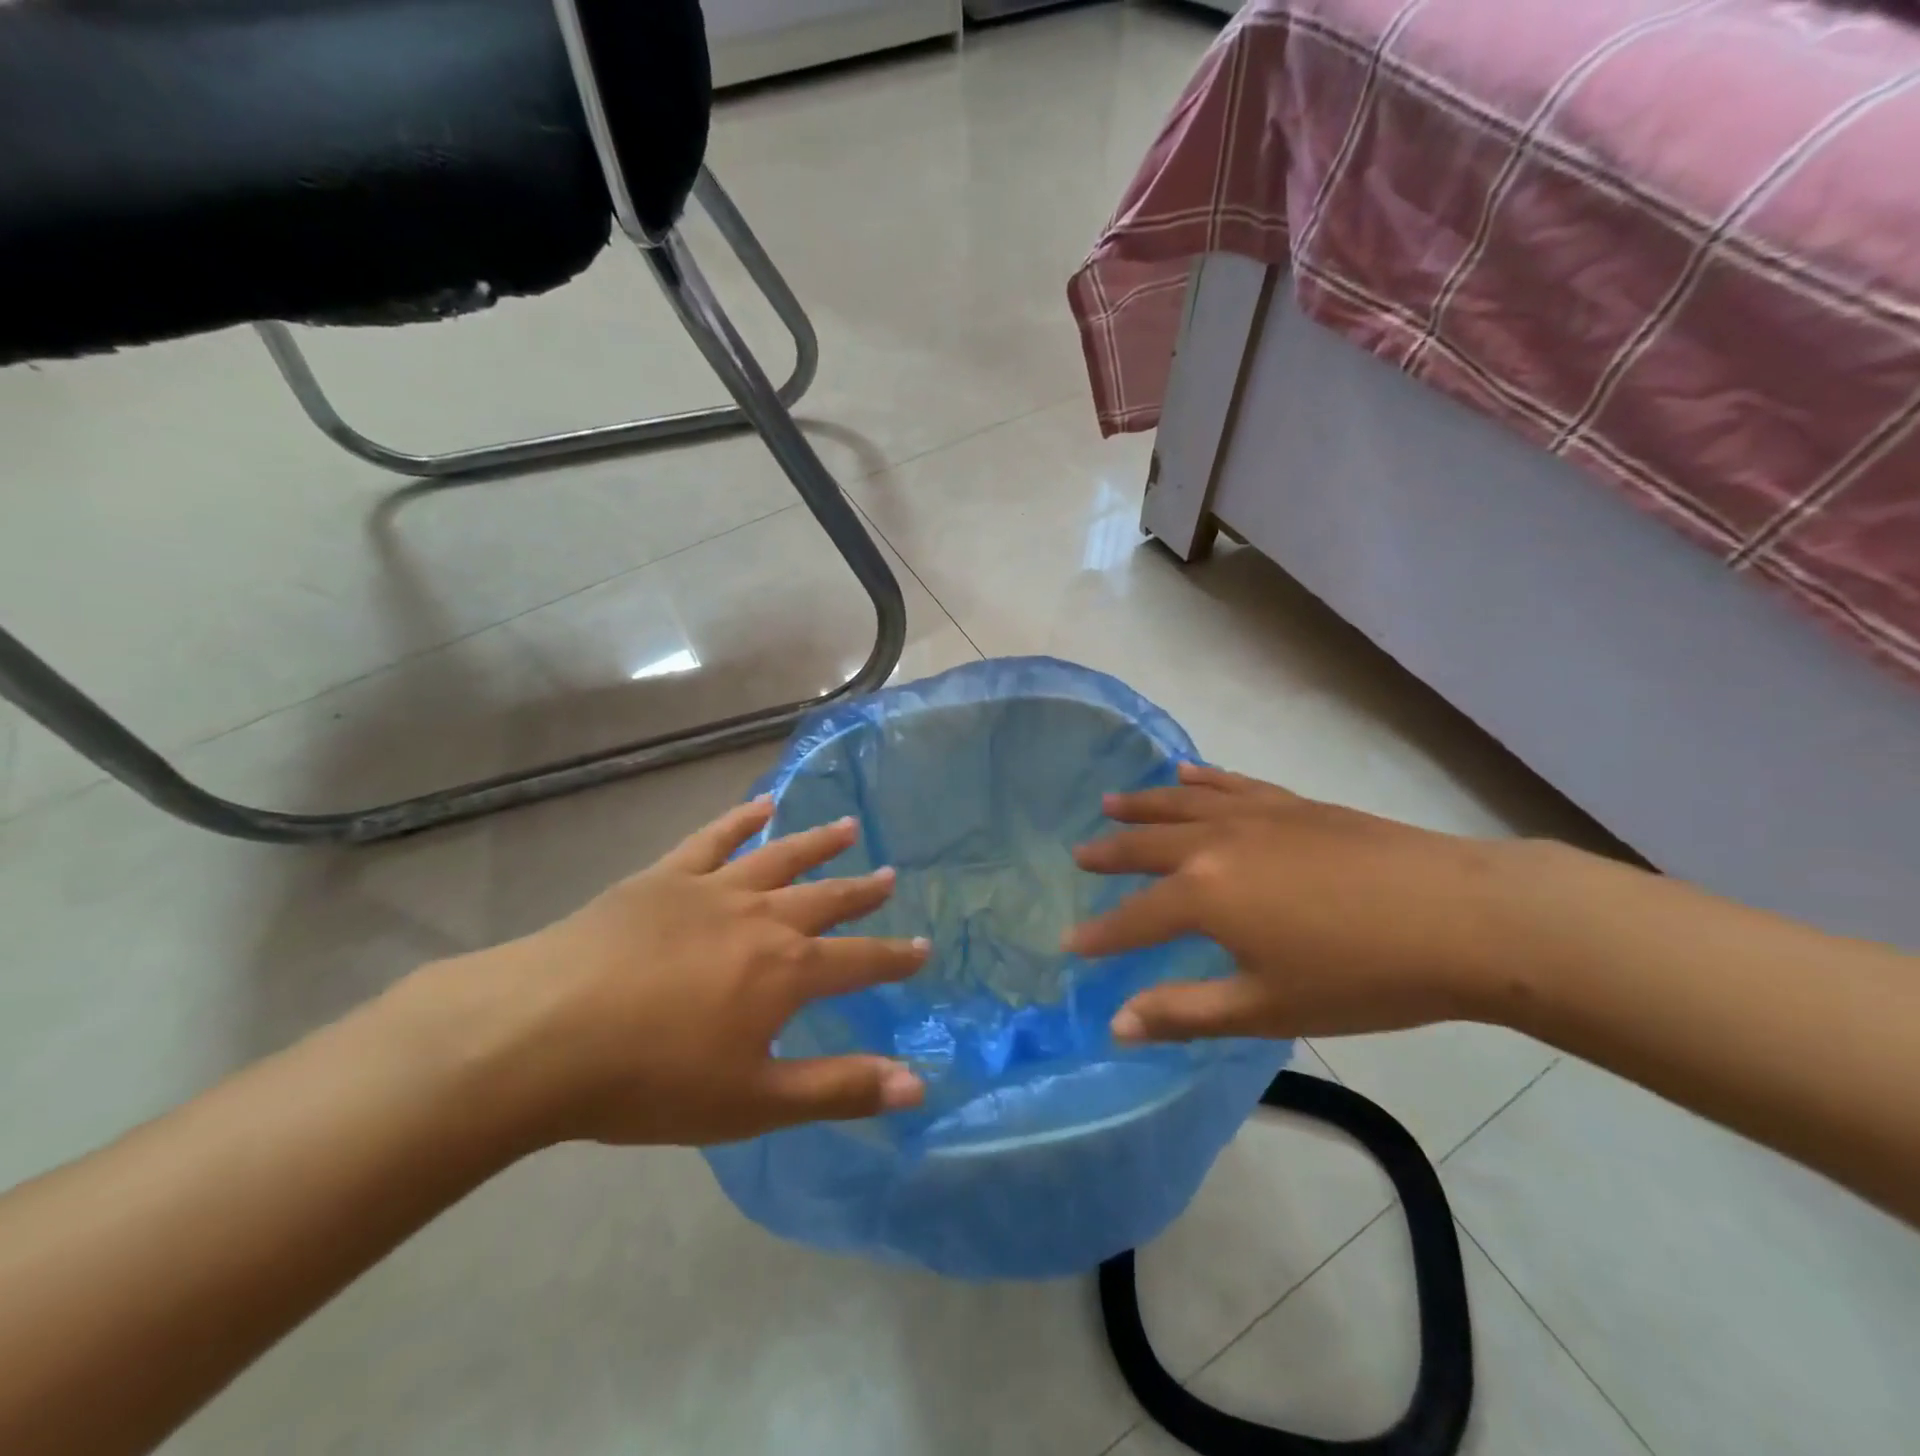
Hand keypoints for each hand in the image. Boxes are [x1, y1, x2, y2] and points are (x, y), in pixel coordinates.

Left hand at [442, 799, 929, 1147]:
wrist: (541, 1034)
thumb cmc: (650, 1079)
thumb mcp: (753, 1102)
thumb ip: (838, 1090)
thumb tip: (917, 1086)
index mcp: (786, 971)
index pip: (860, 962)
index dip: (895, 958)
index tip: (923, 948)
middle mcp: (761, 918)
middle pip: (825, 899)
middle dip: (861, 892)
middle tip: (889, 876)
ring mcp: (711, 890)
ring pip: (779, 858)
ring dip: (817, 844)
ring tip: (847, 826)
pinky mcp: (663, 878)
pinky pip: (712, 839)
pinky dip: (740, 820)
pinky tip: (760, 805)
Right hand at [1063, 763, 1519, 1042]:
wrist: (1460, 917)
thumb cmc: (1361, 976)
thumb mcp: (1266, 1008)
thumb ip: (1185, 1013)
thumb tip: (1116, 1025)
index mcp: (1204, 895)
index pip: (1134, 918)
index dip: (1100, 936)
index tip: (1068, 942)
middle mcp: (1215, 843)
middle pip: (1147, 845)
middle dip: (1109, 853)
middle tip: (1079, 855)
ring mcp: (1254, 815)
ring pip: (1181, 804)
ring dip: (1141, 805)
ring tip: (1110, 802)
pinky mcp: (1291, 803)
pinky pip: (1231, 784)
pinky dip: (1201, 779)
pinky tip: (1185, 772)